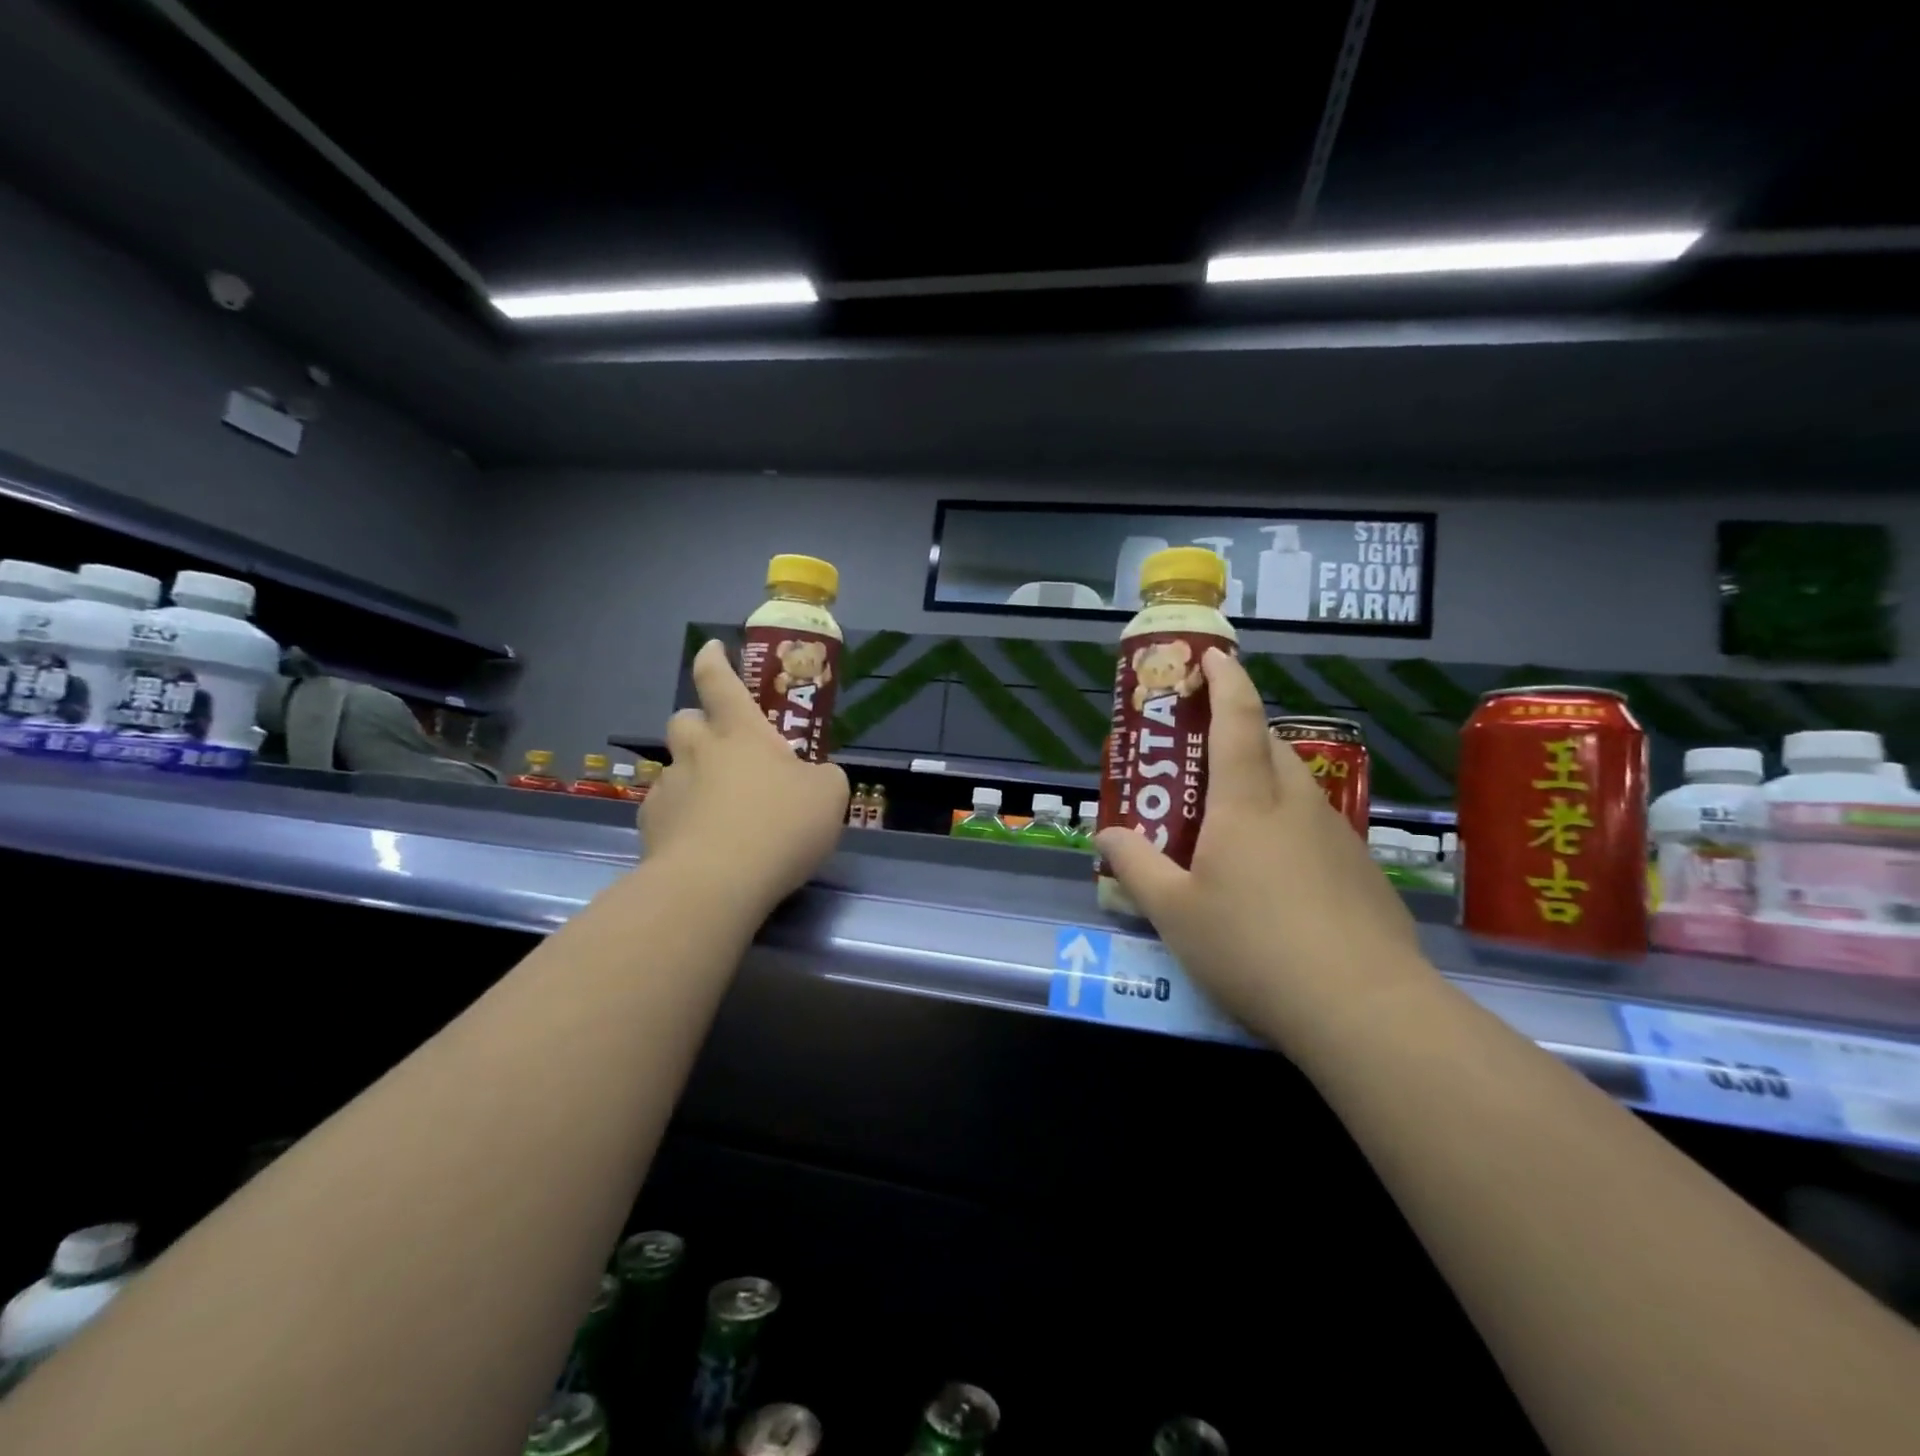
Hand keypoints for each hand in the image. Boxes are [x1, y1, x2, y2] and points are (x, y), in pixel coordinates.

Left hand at [642, 640, 849, 909]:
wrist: (715, 884)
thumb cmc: (780, 826)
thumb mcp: (829, 795)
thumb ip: (823, 777)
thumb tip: (814, 778)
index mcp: (741, 733)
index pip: (719, 681)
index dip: (715, 661)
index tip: (712, 648)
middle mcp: (698, 752)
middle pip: (684, 719)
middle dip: (699, 724)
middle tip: (722, 748)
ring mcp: (669, 789)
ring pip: (675, 768)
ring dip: (693, 777)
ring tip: (720, 811)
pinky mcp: (650, 828)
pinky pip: (666, 811)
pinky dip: (682, 820)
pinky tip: (702, 846)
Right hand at [1095, 648, 1425, 1040]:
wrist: (1364, 1008)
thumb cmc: (1252, 948)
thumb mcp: (1174, 913)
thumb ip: (1137, 867)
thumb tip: (1109, 834)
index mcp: (1247, 803)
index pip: (1237, 720)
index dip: (1225, 680)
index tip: (1213, 656)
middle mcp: (1296, 806)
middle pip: (1271, 747)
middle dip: (1240, 732)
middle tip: (1204, 754)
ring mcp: (1338, 839)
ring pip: (1297, 789)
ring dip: (1265, 783)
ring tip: (1232, 822)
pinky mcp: (1364, 874)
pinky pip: (1317, 830)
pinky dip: (1290, 829)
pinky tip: (1276, 880)